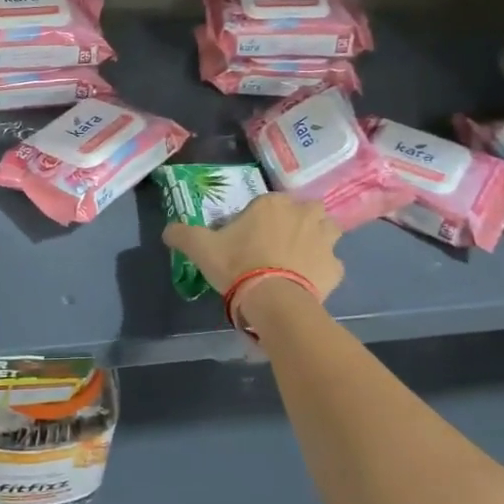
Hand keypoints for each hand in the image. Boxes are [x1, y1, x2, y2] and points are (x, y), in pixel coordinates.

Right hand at [162, 193, 343, 308]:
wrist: (273, 301)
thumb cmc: (238, 265)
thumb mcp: (201, 248)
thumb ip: (183, 234)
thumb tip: (168, 230)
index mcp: (273, 204)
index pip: (268, 202)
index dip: (259, 217)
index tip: (249, 236)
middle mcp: (304, 214)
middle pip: (306, 210)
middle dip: (298, 221)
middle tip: (279, 242)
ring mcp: (325, 240)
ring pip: (327, 230)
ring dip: (318, 239)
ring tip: (299, 258)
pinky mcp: (335, 268)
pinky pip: (331, 264)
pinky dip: (323, 270)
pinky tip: (308, 282)